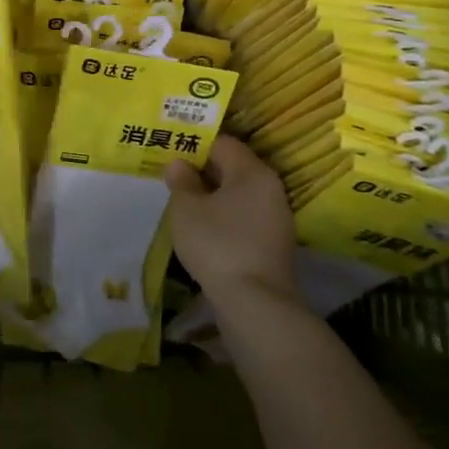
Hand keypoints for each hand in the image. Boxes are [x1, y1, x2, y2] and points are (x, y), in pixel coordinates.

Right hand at [165, 135, 296, 307]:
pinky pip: (245, 218)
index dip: (195, 145)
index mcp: (253, 171)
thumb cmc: (218, 244)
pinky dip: (225, 219)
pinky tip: (204, 232)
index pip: (222, 143)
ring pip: (239, 195)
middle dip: (203, 171)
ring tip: (185, 205)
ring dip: (213, 197)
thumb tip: (179, 164)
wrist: (255, 304)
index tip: (171, 153)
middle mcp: (271, 189)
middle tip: (173, 178)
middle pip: (233, 168)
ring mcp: (277, 219)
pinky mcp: (274, 246)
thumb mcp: (187, 208)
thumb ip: (181, 181)